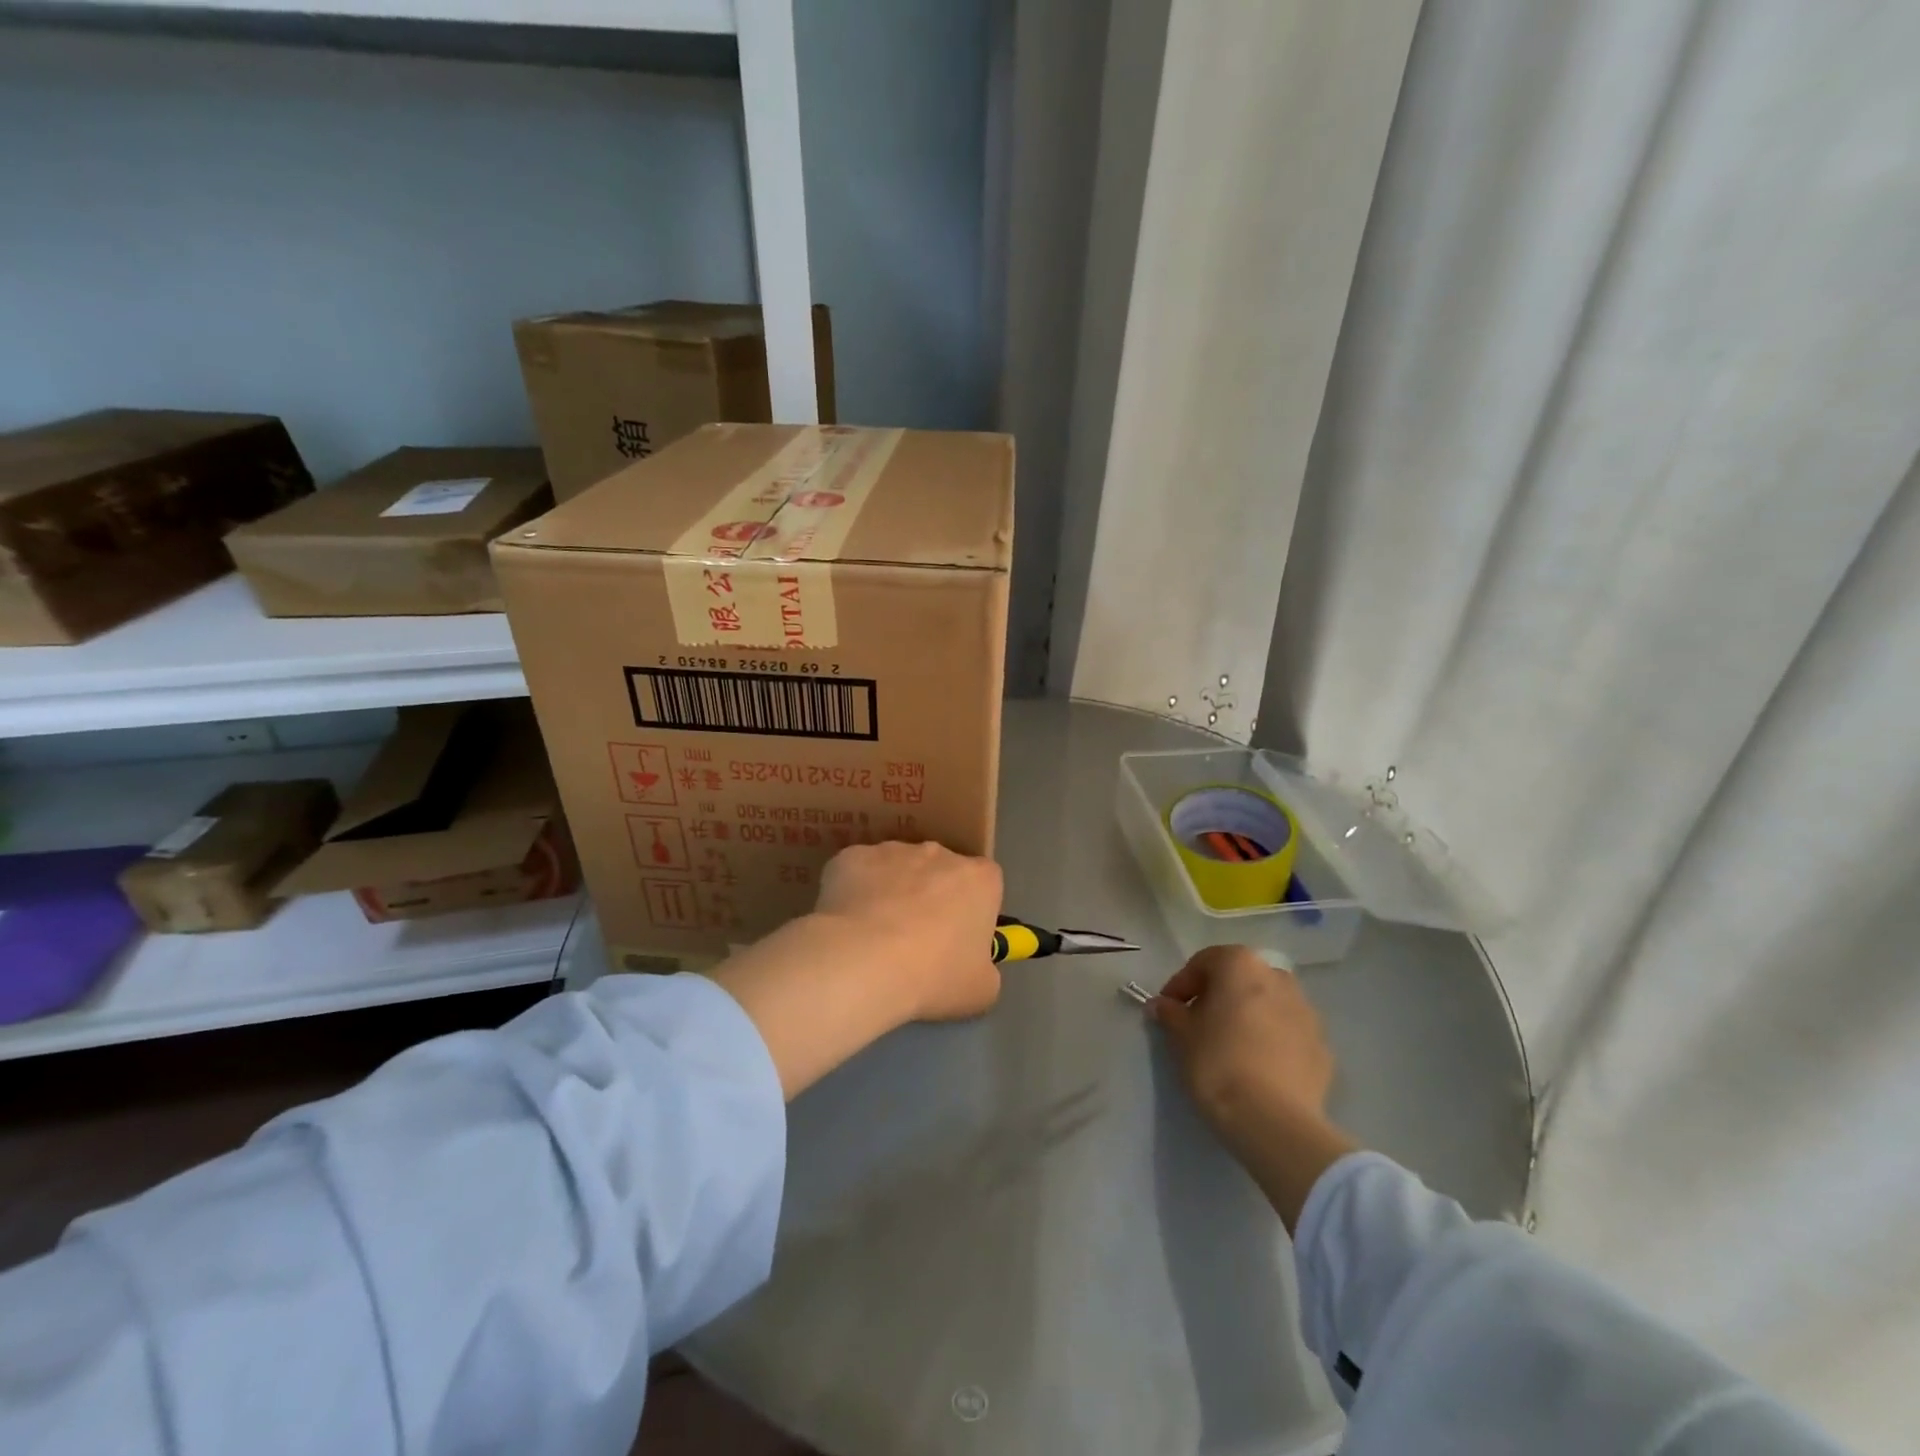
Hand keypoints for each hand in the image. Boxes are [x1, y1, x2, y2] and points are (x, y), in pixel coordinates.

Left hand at [814, 841, 1003, 1021]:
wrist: (864, 962)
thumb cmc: (934, 976)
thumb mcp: (981, 989)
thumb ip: (984, 966)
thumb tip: (974, 963)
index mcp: (980, 879)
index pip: (985, 885)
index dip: (973, 912)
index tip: (958, 940)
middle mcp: (939, 853)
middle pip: (940, 870)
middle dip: (931, 897)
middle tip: (915, 941)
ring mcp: (893, 850)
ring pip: (897, 869)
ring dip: (892, 893)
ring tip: (875, 938)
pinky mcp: (852, 856)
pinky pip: (858, 873)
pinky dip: (855, 893)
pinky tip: (848, 926)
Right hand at [1150, 945, 1358, 1229]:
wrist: (1274, 1121)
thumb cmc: (1217, 1063)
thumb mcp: (1181, 1035)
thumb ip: (1170, 1013)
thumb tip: (1162, 1005)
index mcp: (1241, 965)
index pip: (1204, 962)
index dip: (1181, 984)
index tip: (1169, 1009)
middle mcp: (1278, 978)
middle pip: (1240, 979)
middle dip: (1219, 996)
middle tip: (1199, 1024)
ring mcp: (1307, 1012)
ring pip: (1268, 1004)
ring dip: (1248, 1016)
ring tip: (1230, 1046)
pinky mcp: (1322, 1047)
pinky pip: (1288, 1034)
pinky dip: (1272, 1041)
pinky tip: (1257, 1068)